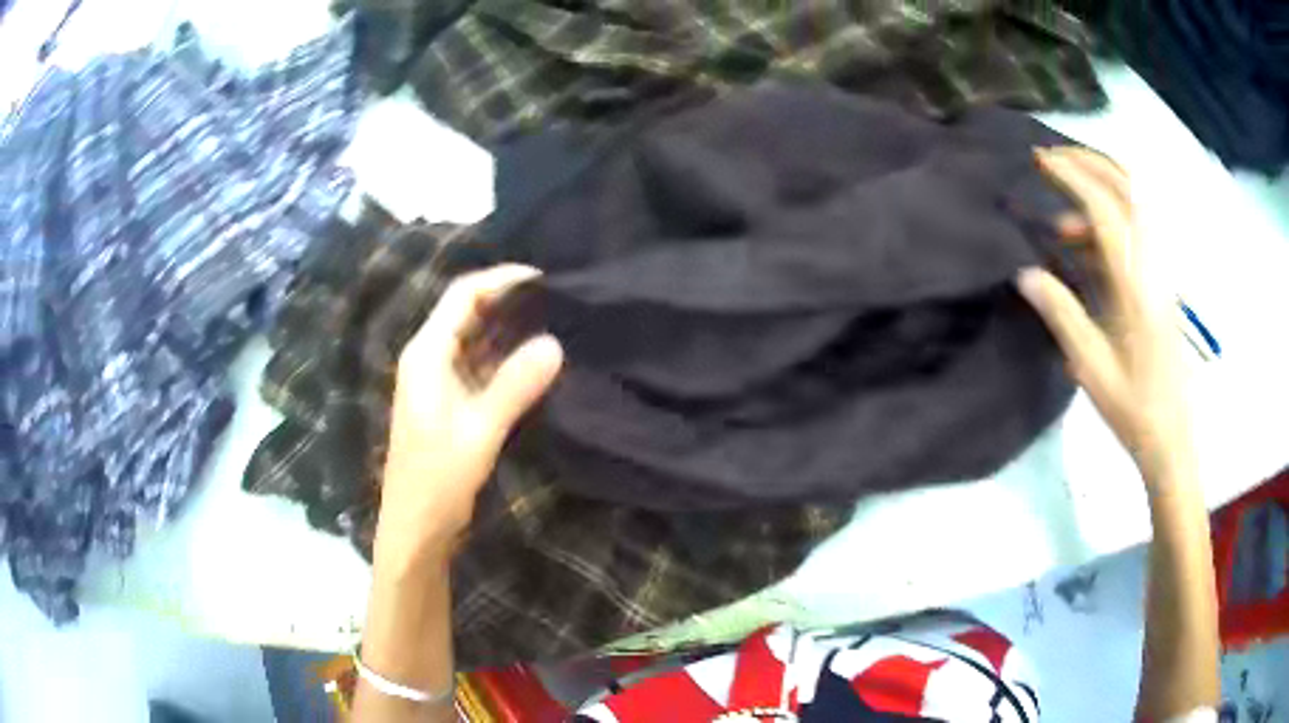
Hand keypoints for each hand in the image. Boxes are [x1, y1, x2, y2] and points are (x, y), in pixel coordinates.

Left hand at [374, 265, 562, 570]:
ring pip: (475, 339)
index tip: (544, 277)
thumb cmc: (438, 478)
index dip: (501, 279)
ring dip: (509, 329)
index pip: (463, 296)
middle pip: (467, 312)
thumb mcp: (479, 431)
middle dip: (508, 301)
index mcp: (426, 354)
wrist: (416, 527)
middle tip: (557, 298)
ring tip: (554, 321)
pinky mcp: (449, 402)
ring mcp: (438, 381)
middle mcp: (428, 358)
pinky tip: (534, 361)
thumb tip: (555, 343)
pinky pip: (479, 366)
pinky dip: (505, 358)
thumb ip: (515, 386)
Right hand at [1017, 147, 1189, 484]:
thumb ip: (1061, 313)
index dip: (1071, 176)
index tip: (1040, 161)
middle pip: (1128, 187)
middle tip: (1053, 161)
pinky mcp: (1164, 279)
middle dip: (1089, 162)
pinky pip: (1140, 227)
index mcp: (1135, 284)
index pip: (1104, 207)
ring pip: (1138, 202)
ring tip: (1065, 210)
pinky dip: (1113, 216)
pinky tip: (1089, 243)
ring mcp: (1163, 269)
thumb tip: (1025, 272)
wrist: (1172, 435)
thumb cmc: (1133, 406)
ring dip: (1101, 186)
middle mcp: (1154, 264)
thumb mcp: (1090, 367)